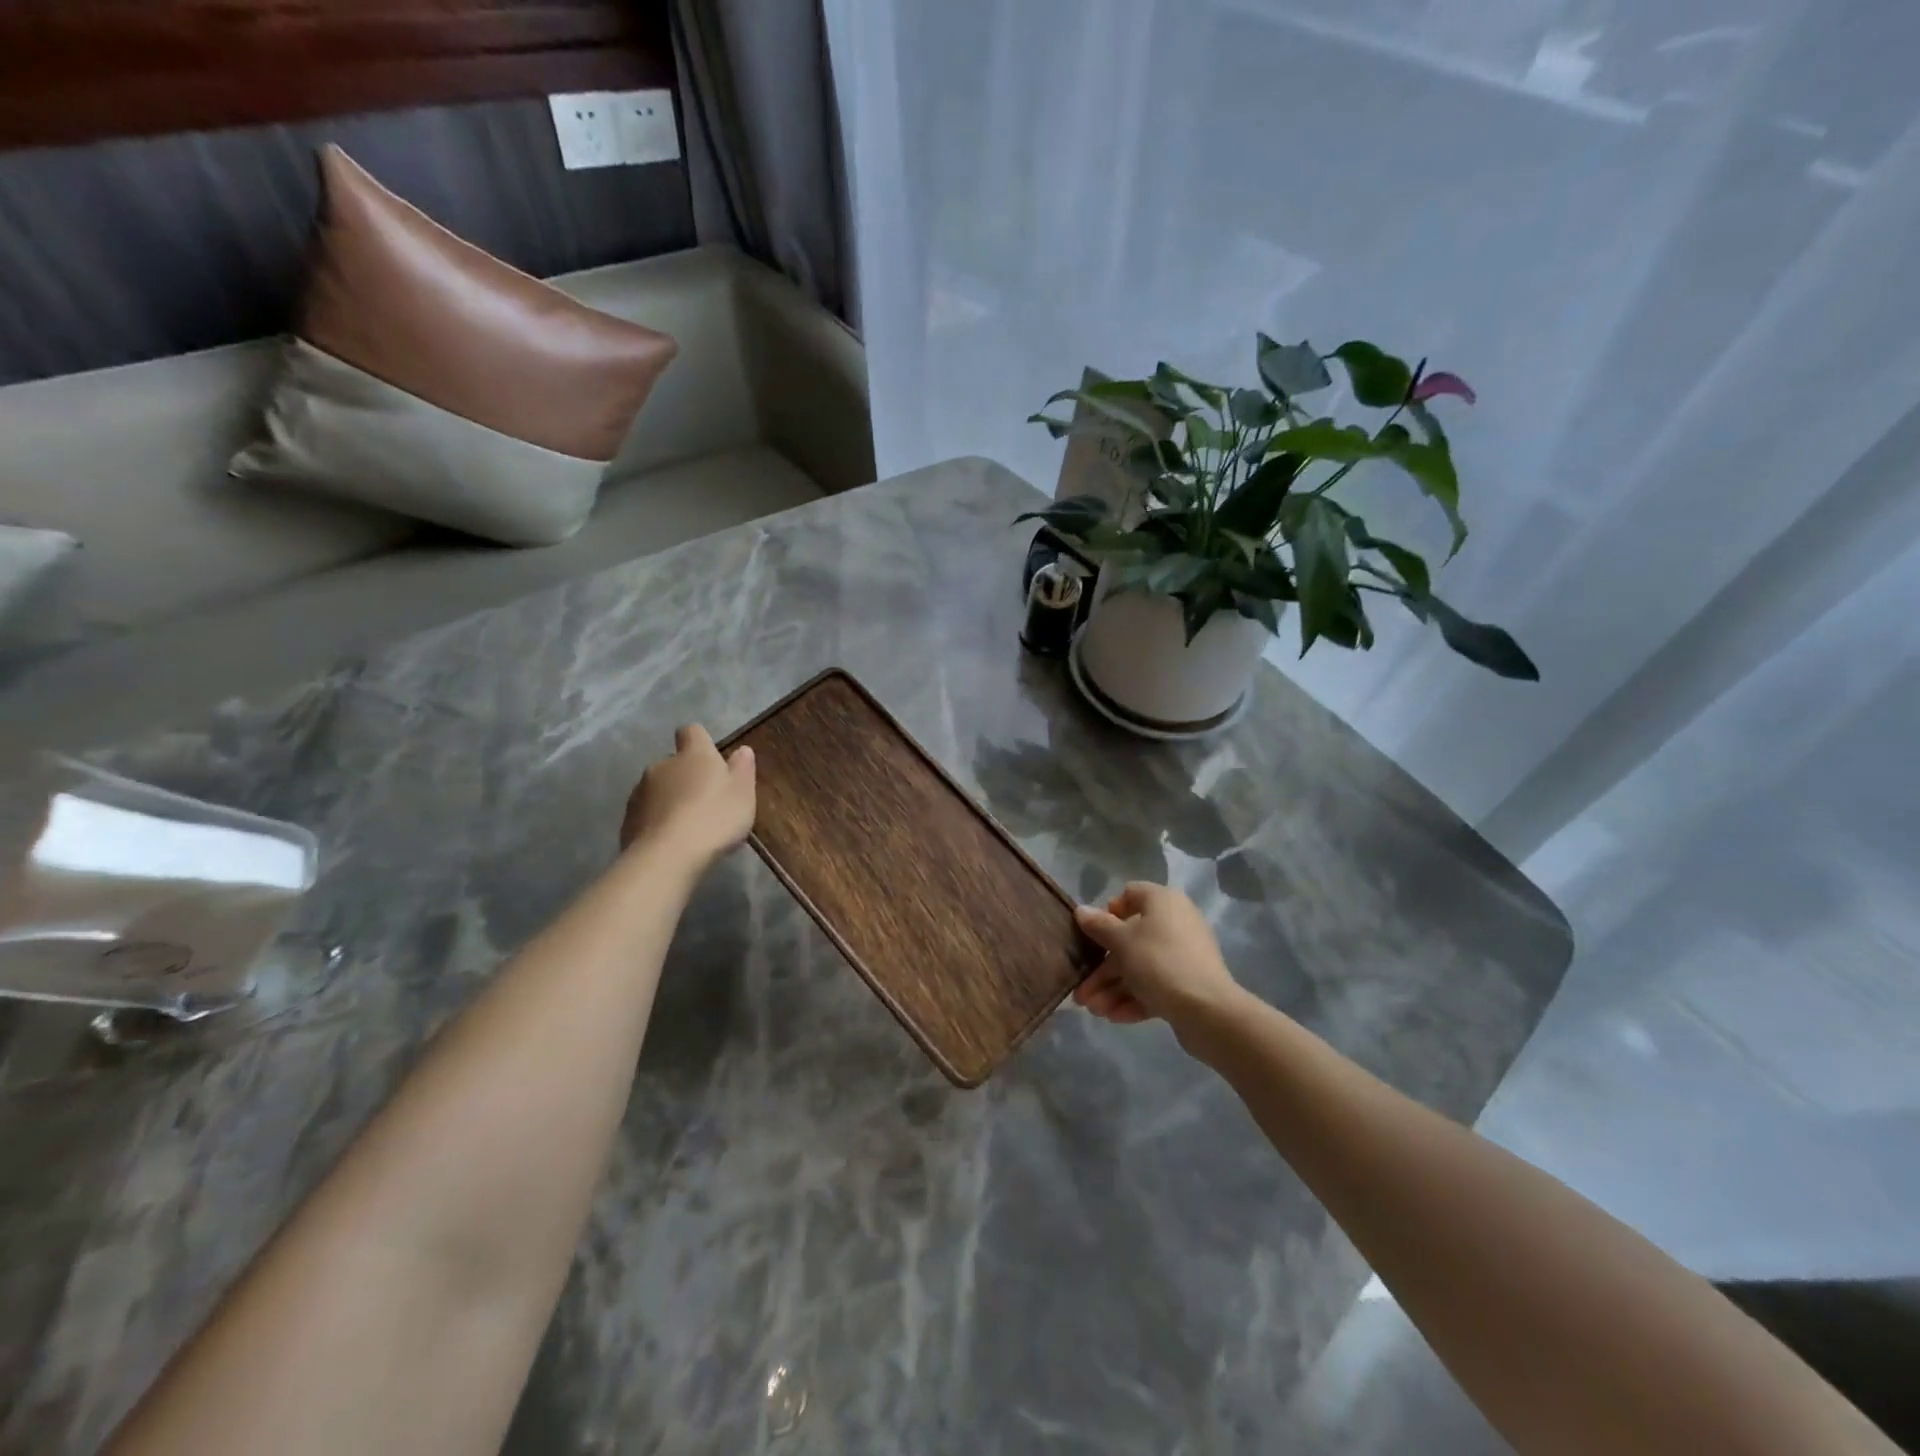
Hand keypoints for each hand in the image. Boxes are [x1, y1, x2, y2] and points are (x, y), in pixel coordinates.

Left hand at [620, 725, 755, 869]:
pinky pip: (646, 813)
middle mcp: (662, 765)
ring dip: (669, 798)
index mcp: (693, 755)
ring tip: (687, 825)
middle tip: (705, 800)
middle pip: (674, 762)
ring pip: (657, 788)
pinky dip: (657, 821)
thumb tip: (742, 750)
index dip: (700, 741)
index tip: (711, 758)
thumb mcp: (743, 794)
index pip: (692, 732)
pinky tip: (670, 841)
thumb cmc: (714, 818)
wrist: (668, 856)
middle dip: (685, 776)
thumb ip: (742, 769)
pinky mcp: (627, 819)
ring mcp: (640, 792)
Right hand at [1072, 883, 1242, 1034]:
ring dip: (1113, 988)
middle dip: (1103, 969)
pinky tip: (1113, 1017)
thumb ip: (1099, 926)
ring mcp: (1182, 955)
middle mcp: (1174, 923)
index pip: (1131, 894)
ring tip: (1094, 1011)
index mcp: (1163, 902)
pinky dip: (1133, 998)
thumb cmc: (1159, 962)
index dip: (1108, 912)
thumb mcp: (1122, 942)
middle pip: (1129, 939)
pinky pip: (1154, 985)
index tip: (1093, 935)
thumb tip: (1081, 910)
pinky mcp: (1187, 984)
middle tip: (1081, 992)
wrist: (1208, 1011)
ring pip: (1139, 967)